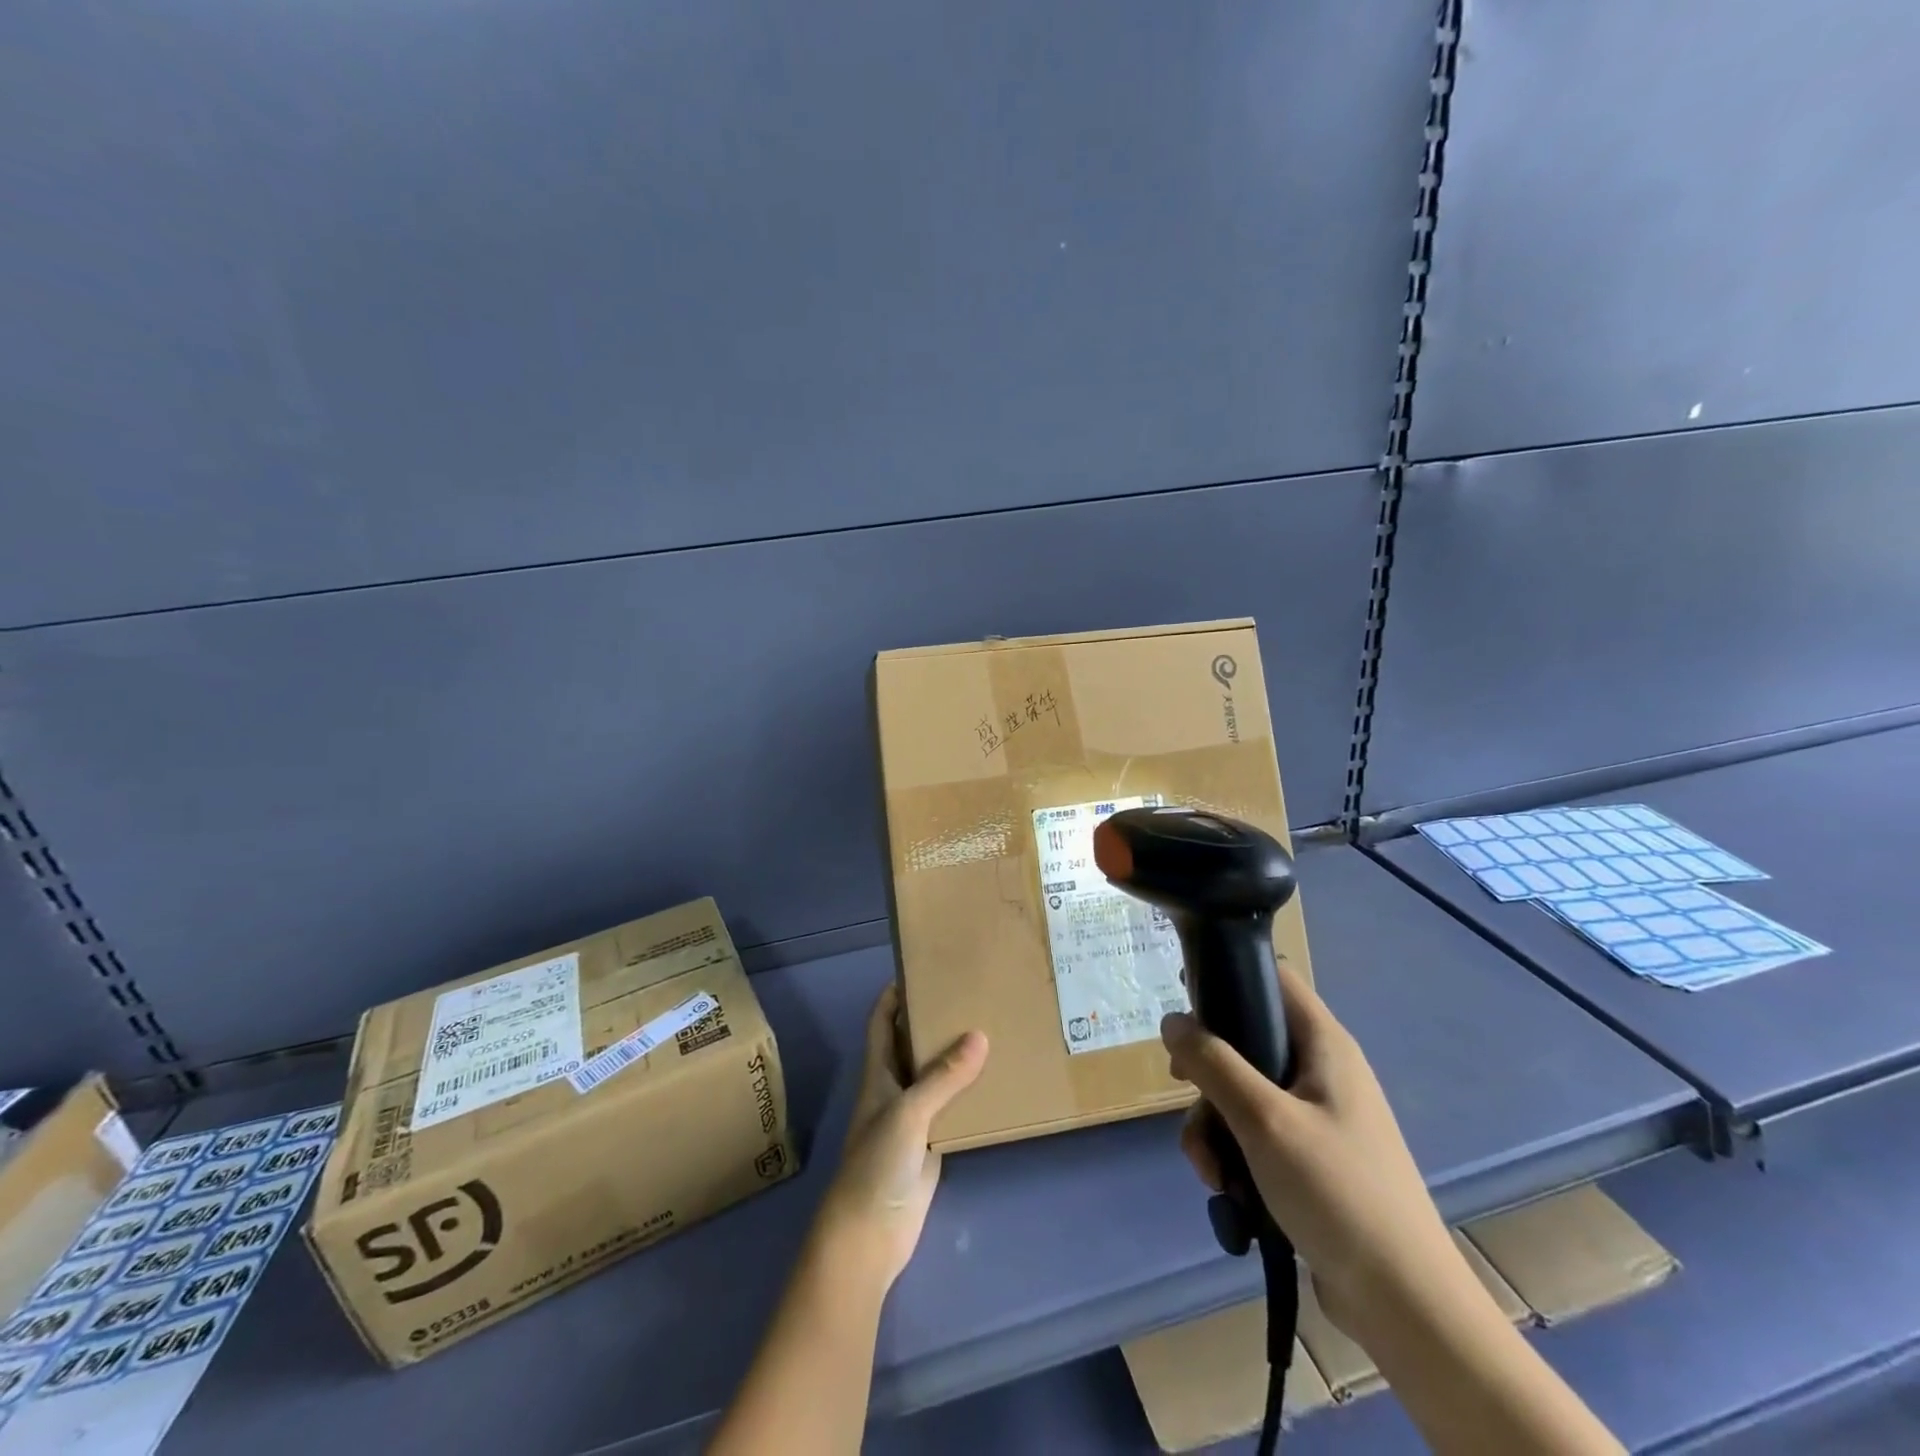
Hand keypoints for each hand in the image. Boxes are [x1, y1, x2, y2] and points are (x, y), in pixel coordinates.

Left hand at [813, 985, 988, 1292]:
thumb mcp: (908, 1113)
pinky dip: (969, 1092)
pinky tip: (996, 1080)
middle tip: (970, 993)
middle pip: (912, 1043)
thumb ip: (943, 1077)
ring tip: (991, 1026)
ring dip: (955, 1055)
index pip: (882, 1021)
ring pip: (935, 1075)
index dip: (895, 994)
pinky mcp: (932, 1143)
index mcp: (878, 1072)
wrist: (869, 1237)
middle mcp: (894, 1087)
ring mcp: (913, 1116)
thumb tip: (980, 1035)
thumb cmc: (876, 1164)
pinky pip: (953, 1107)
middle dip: (933, 1018)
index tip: (922, 967)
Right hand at [1161, 960, 1461, 1337]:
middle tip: (1181, 1086)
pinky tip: (1226, 1190)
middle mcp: (1321, 1071)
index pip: (1274, 977)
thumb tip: (1172, 1020)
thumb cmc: (1337, 1192)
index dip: (1230, 975)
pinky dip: (1233, 1154)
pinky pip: (1255, 1134)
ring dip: (1214, 1125)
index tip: (1184, 997)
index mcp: (1324, 1044)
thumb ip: (1213, 1063)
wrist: (1404, 1305)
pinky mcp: (1309, 1158)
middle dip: (1207, 1070)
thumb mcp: (1264, 1119)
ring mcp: (1316, 1116)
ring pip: (1243, 1093)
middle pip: (1247, 1040)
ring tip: (1209, 1169)